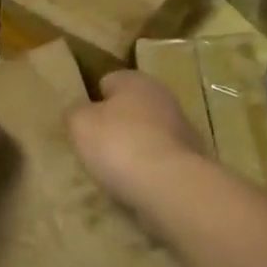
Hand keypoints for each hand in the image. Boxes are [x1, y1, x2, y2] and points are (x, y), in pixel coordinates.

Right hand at [67, 70, 208, 229]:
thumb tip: (80, 110)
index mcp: (136, 80)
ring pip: (147, 135)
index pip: (108, 81)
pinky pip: (160, 161)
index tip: (82, 123)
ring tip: (113, 172)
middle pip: (130, 108)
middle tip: (94, 148)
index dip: (92, 100)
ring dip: (133, 149)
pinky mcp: (191, 159)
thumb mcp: (80, 124)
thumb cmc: (119, 144)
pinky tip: (136, 185)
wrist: (171, 186)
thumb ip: (75, 112)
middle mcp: (163, 97)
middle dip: (115, 125)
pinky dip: (149, 170)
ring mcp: (182, 129)